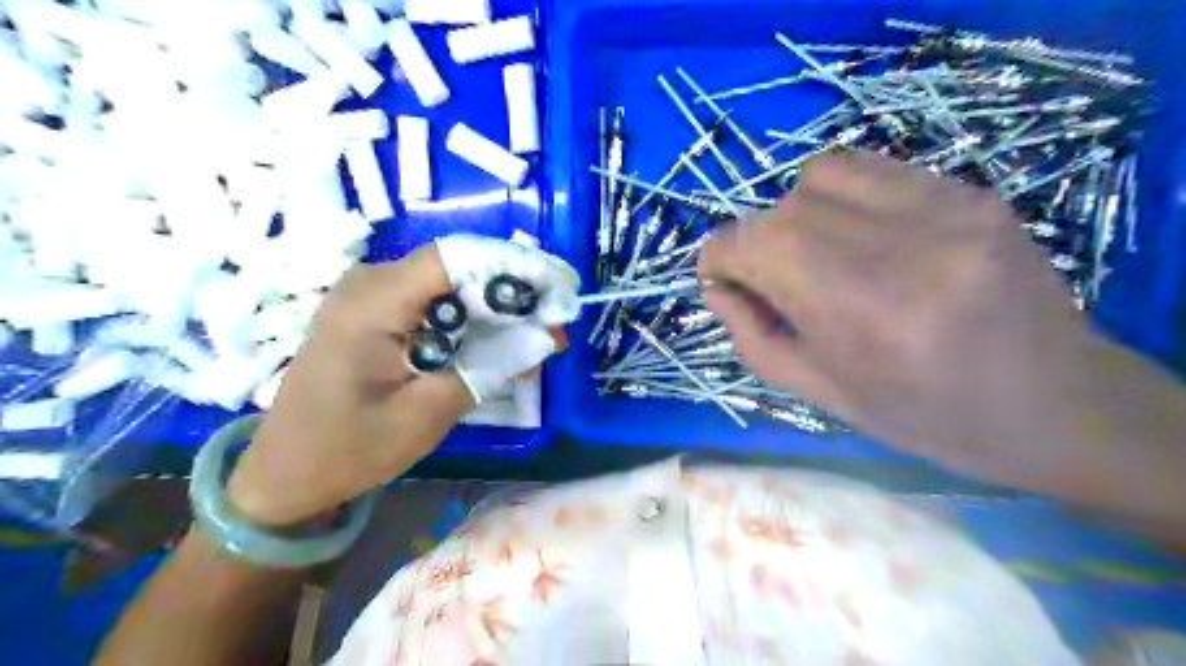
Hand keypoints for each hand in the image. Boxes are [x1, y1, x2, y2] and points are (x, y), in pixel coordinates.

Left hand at [225, 237, 578, 526]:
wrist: (284, 472)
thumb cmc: (350, 450)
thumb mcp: (428, 413)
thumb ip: (490, 367)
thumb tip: (548, 336)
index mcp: (372, 303)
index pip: (456, 258)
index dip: (513, 267)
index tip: (558, 291)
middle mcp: (367, 282)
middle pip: (456, 266)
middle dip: (511, 291)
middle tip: (556, 324)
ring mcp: (367, 293)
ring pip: (448, 281)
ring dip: (494, 306)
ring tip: (535, 336)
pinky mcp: (372, 309)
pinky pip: (431, 298)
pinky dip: (468, 317)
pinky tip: (494, 342)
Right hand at [697, 149, 1096, 483]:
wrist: (1055, 404)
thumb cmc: (926, 417)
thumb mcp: (822, 394)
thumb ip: (753, 337)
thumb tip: (715, 286)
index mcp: (863, 313)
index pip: (755, 245)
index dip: (720, 256)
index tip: (719, 277)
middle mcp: (902, 246)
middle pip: (783, 211)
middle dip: (756, 244)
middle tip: (770, 280)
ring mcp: (944, 208)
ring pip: (821, 176)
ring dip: (796, 213)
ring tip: (816, 253)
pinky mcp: (968, 191)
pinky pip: (872, 168)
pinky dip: (840, 196)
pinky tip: (858, 235)